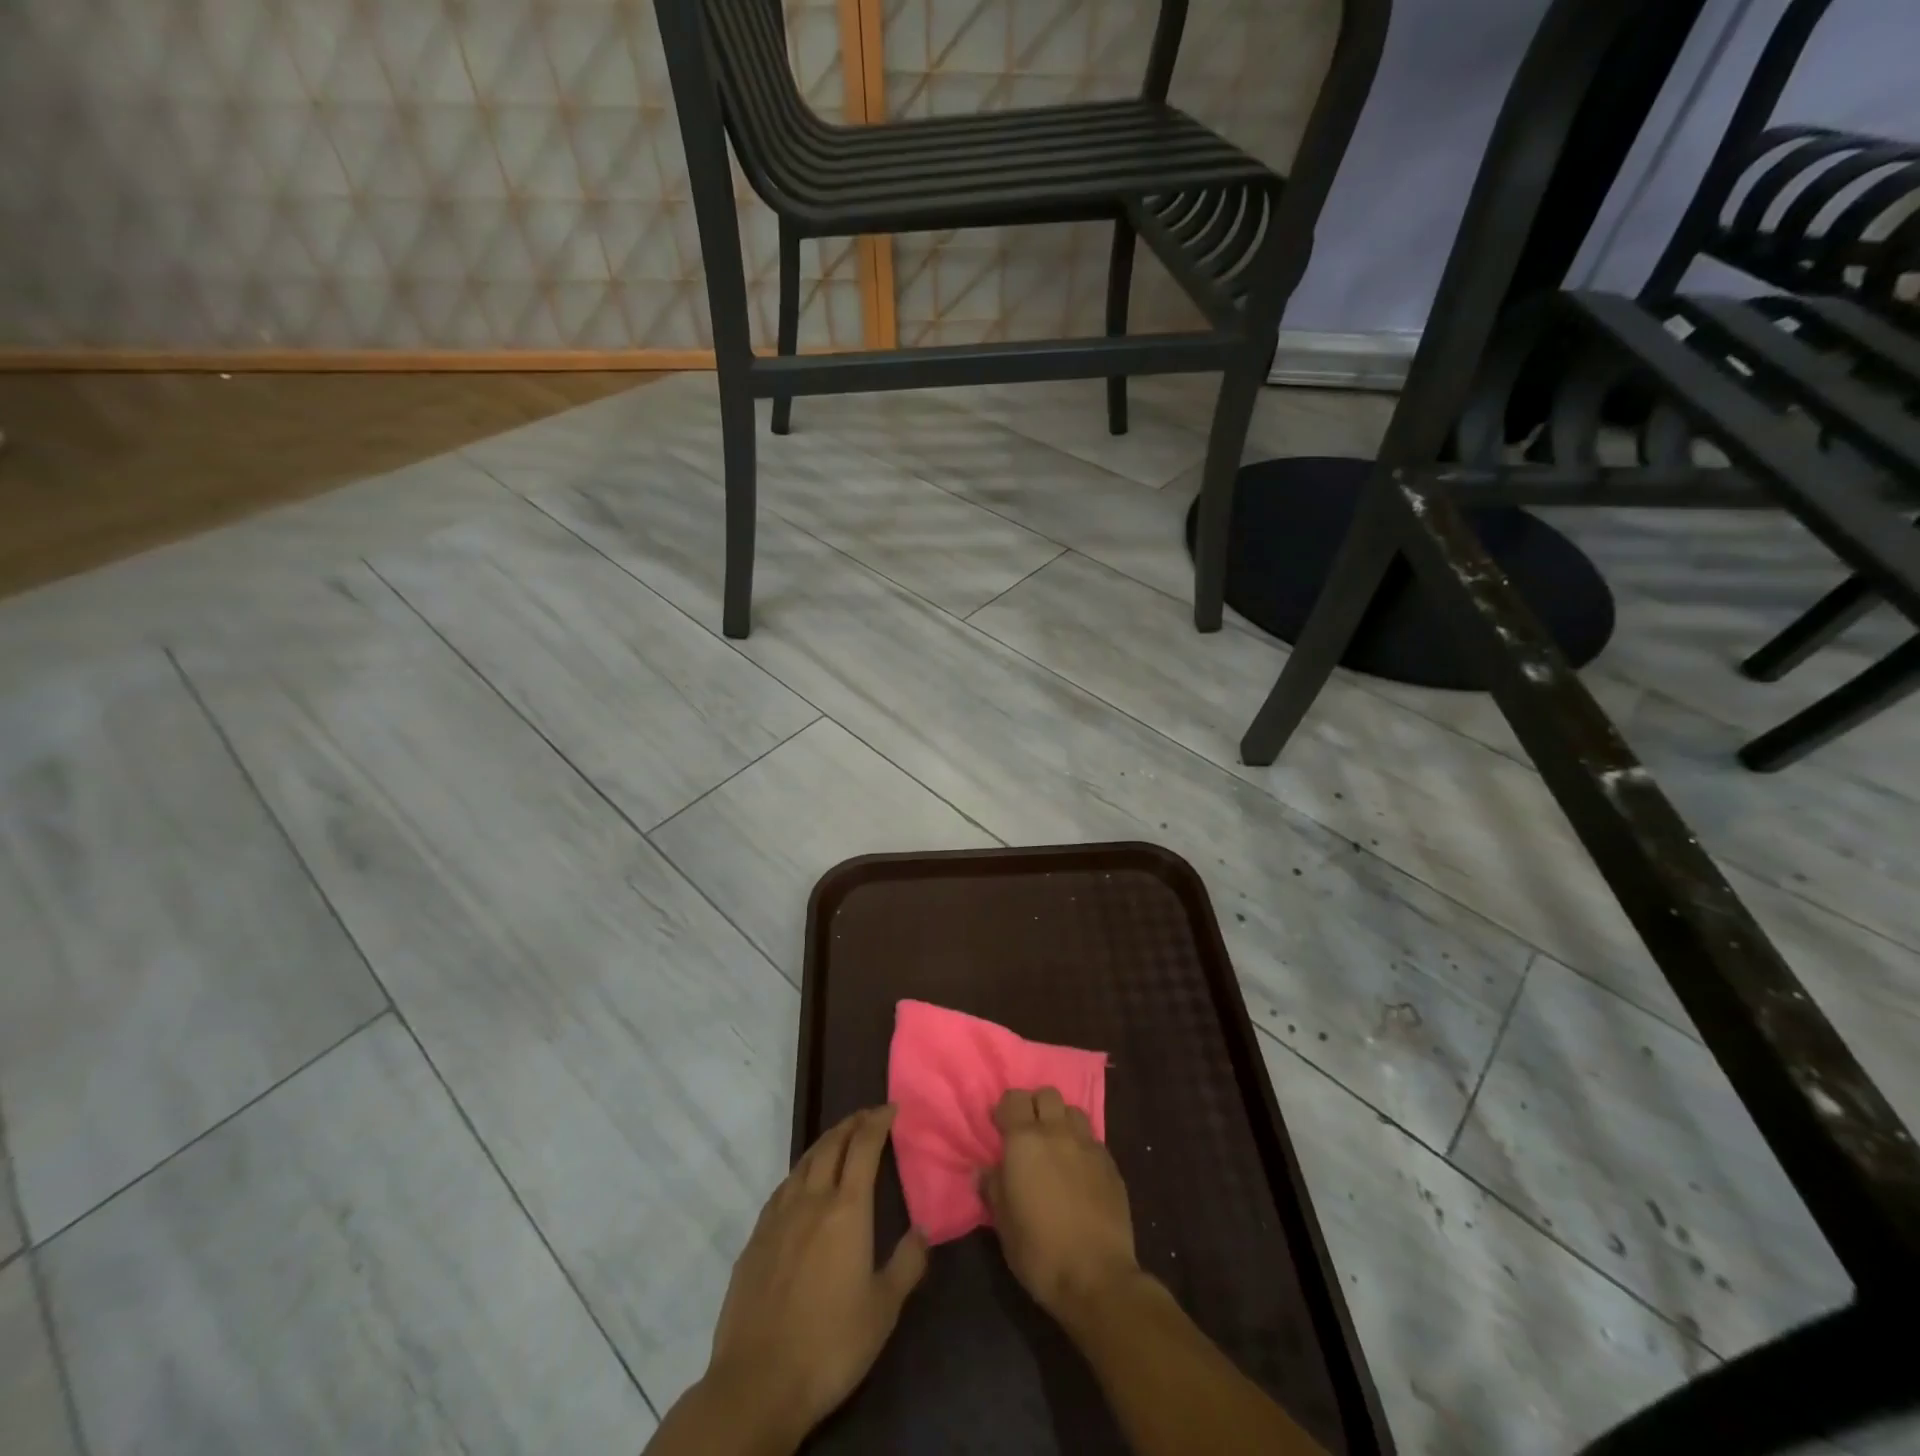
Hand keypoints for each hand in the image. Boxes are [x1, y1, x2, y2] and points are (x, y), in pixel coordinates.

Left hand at [702, 1106, 927, 1450]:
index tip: (891, 1108)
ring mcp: (778, 1217)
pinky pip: (783, 1188)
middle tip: (867, 1116)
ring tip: (839, 1139)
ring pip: (804, 1162)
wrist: (758, 1382)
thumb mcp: (883, 1310)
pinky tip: (802, 1184)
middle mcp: (811, 1200)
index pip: (864, 1147)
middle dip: (852, 1124)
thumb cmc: (830, 1344)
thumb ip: (907, 1264)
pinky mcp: (755, 1238)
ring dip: (825, 1143)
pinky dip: (800, 1172)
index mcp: (846, 1210)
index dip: (878, 1122)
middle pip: (831, 1145)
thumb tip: (923, 1229)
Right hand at [982, 1087, 1143, 1327]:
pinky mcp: (1110, 1164)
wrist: (1097, 1277)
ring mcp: (1088, 1145)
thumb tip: (984, 1170)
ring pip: (1073, 1111)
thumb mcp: (1003, 1223)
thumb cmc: (1040, 1250)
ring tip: (1056, 1146)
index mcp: (1025, 1141)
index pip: (1013, 1099)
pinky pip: (1092, 1139)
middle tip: (1028, 1132)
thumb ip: (993, 1187)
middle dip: (1035, 1106)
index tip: (999, 1127)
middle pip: (1046, 1094)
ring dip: (1061, 1121)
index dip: (1005, 1109)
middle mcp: (1057, 1132)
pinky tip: (1079, 1170)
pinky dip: (1082, 1145)